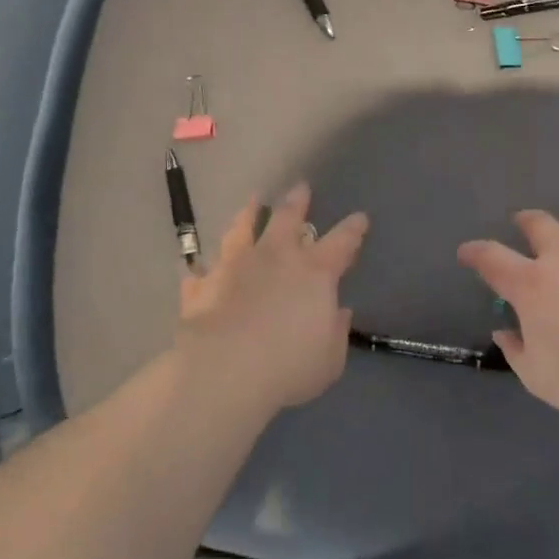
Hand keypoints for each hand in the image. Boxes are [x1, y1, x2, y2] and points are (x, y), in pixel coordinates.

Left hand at [176, 184, 367, 412]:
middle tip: (300, 187)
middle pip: (288, 218)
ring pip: (242, 229)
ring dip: (248, 214)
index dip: (353, 229)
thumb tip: (338, 311)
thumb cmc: (289, 367)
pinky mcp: (204, 284)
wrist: (225, 372)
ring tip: (251, 202)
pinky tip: (199, 265)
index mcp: (315, 273)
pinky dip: (204, 267)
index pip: (342, 242)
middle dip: (298, 201)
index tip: (360, 218)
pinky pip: (202, 270)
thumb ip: (336, 330)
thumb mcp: (329, 358)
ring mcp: (236, 266)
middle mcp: (276, 258)